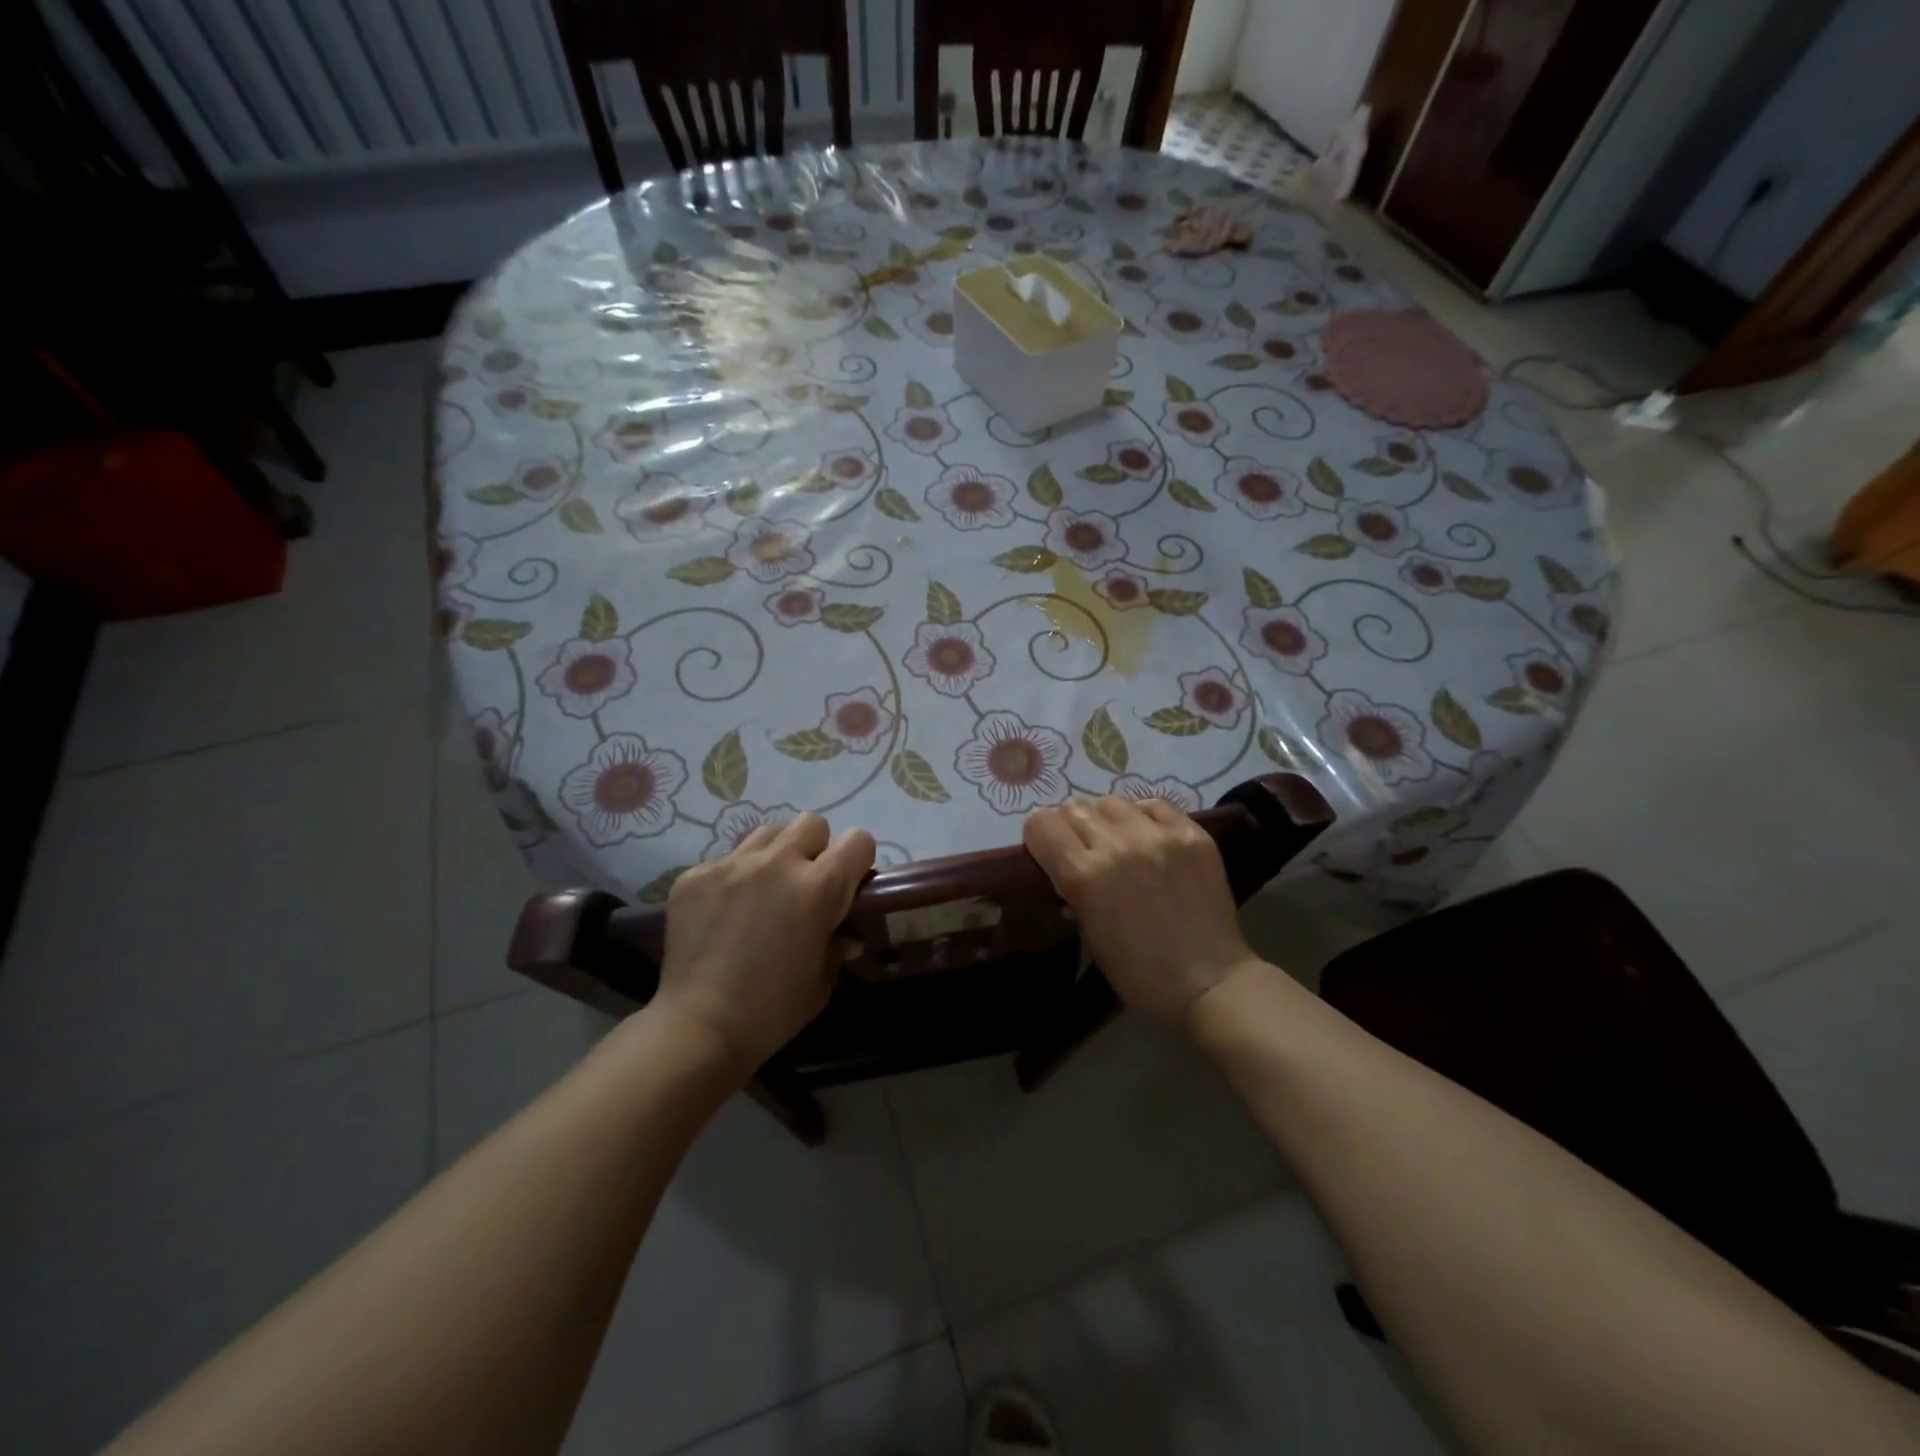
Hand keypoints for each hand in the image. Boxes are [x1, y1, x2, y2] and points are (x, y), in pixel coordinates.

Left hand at [654, 814, 874, 1075]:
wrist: (697, 1028)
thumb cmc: (772, 1012)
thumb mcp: (821, 982)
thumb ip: (837, 946)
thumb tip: (846, 936)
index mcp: (818, 888)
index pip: (857, 840)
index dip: (858, 860)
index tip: (850, 883)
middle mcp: (778, 863)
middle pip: (811, 823)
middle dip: (816, 848)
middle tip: (806, 883)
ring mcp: (732, 865)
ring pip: (768, 833)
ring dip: (776, 854)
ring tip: (765, 889)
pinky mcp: (695, 875)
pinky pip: (726, 860)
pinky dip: (735, 878)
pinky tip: (725, 912)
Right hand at [1023, 797, 1259, 1029]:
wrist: (1210, 982)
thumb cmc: (1140, 972)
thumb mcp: (1090, 934)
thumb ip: (1073, 890)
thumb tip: (1065, 865)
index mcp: (1084, 876)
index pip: (1041, 824)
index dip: (1040, 837)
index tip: (1048, 852)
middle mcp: (1117, 845)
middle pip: (1074, 809)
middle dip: (1071, 828)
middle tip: (1084, 850)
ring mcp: (1158, 836)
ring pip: (1112, 802)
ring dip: (1106, 820)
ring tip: (1118, 841)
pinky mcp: (1192, 834)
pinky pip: (1154, 804)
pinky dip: (1144, 816)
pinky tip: (1149, 837)